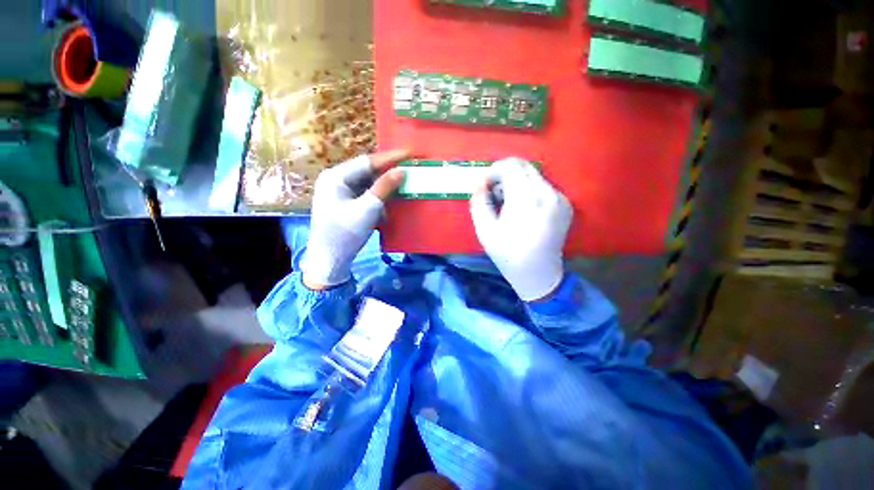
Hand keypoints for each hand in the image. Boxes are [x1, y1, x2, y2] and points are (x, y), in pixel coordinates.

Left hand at [301, 150, 407, 289]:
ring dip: (384, 185)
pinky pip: (365, 194)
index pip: (367, 161)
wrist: (329, 260)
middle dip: (388, 170)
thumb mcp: (368, 209)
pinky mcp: (345, 204)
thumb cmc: (345, 234)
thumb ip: (384, 188)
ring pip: (367, 183)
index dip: (390, 157)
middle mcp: (336, 180)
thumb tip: (401, 171)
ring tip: (403, 181)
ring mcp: (339, 192)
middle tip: (409, 166)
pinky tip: (390, 199)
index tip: (410, 152)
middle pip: (367, 171)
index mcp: (336, 176)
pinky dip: (378, 197)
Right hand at [470, 158, 572, 301]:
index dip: (494, 171)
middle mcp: (547, 193)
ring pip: (533, 175)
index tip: (487, 187)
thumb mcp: (484, 230)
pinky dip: (529, 190)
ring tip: (509, 205)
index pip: (511, 165)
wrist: (539, 274)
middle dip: (505, 175)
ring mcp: (560, 198)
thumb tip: (481, 184)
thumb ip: (479, 202)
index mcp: (526, 199)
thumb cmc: (508, 254)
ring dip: (517, 183)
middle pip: (524, 166)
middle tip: (496, 196)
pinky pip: (543, 186)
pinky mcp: (565, 204)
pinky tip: (524, 211)